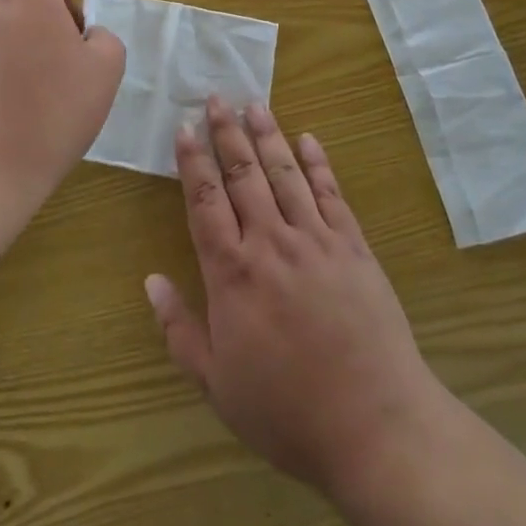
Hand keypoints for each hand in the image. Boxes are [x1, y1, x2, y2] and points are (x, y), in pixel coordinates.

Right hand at [144, 98, 447, 499]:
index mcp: (233, 273)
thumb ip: (180, 329)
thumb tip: (151, 280)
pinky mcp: (354, 246)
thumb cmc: (287, 412)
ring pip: (285, 173)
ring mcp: (317, 240)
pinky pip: (332, 193)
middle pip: (243, 175)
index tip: (184, 128)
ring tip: (254, 104)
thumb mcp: (217, 385)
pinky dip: (318, 163)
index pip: (205, 201)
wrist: (375, 427)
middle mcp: (271, 243)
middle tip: (216, 98)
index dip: (192, 161)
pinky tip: (308, 139)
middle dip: (226, 133)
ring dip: (268, 135)